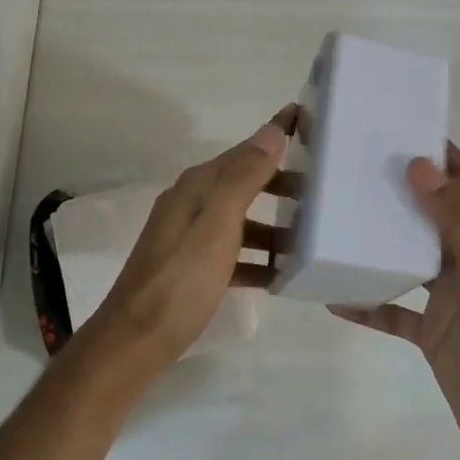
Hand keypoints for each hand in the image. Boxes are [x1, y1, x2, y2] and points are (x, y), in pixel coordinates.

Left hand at [88, 107, 294, 369]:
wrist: (136, 340)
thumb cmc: (182, 280)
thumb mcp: (217, 225)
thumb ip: (244, 178)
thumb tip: (271, 131)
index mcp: (197, 187)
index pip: (244, 150)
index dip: (274, 135)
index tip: (307, 119)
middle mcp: (191, 203)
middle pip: (243, 182)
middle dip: (279, 182)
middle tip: (322, 190)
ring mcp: (189, 236)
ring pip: (240, 219)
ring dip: (272, 225)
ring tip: (309, 237)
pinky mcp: (191, 268)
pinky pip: (232, 253)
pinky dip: (256, 258)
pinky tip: (278, 275)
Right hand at [330, 143, 459, 459]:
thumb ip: (453, 219)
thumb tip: (419, 163)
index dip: (442, 154)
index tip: (403, 129)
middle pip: (430, 214)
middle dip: (400, 190)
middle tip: (353, 169)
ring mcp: (447, 298)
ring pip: (408, 259)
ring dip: (379, 243)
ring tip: (338, 223)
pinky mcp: (430, 332)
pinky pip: (393, 311)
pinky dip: (369, 303)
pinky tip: (336, 298)